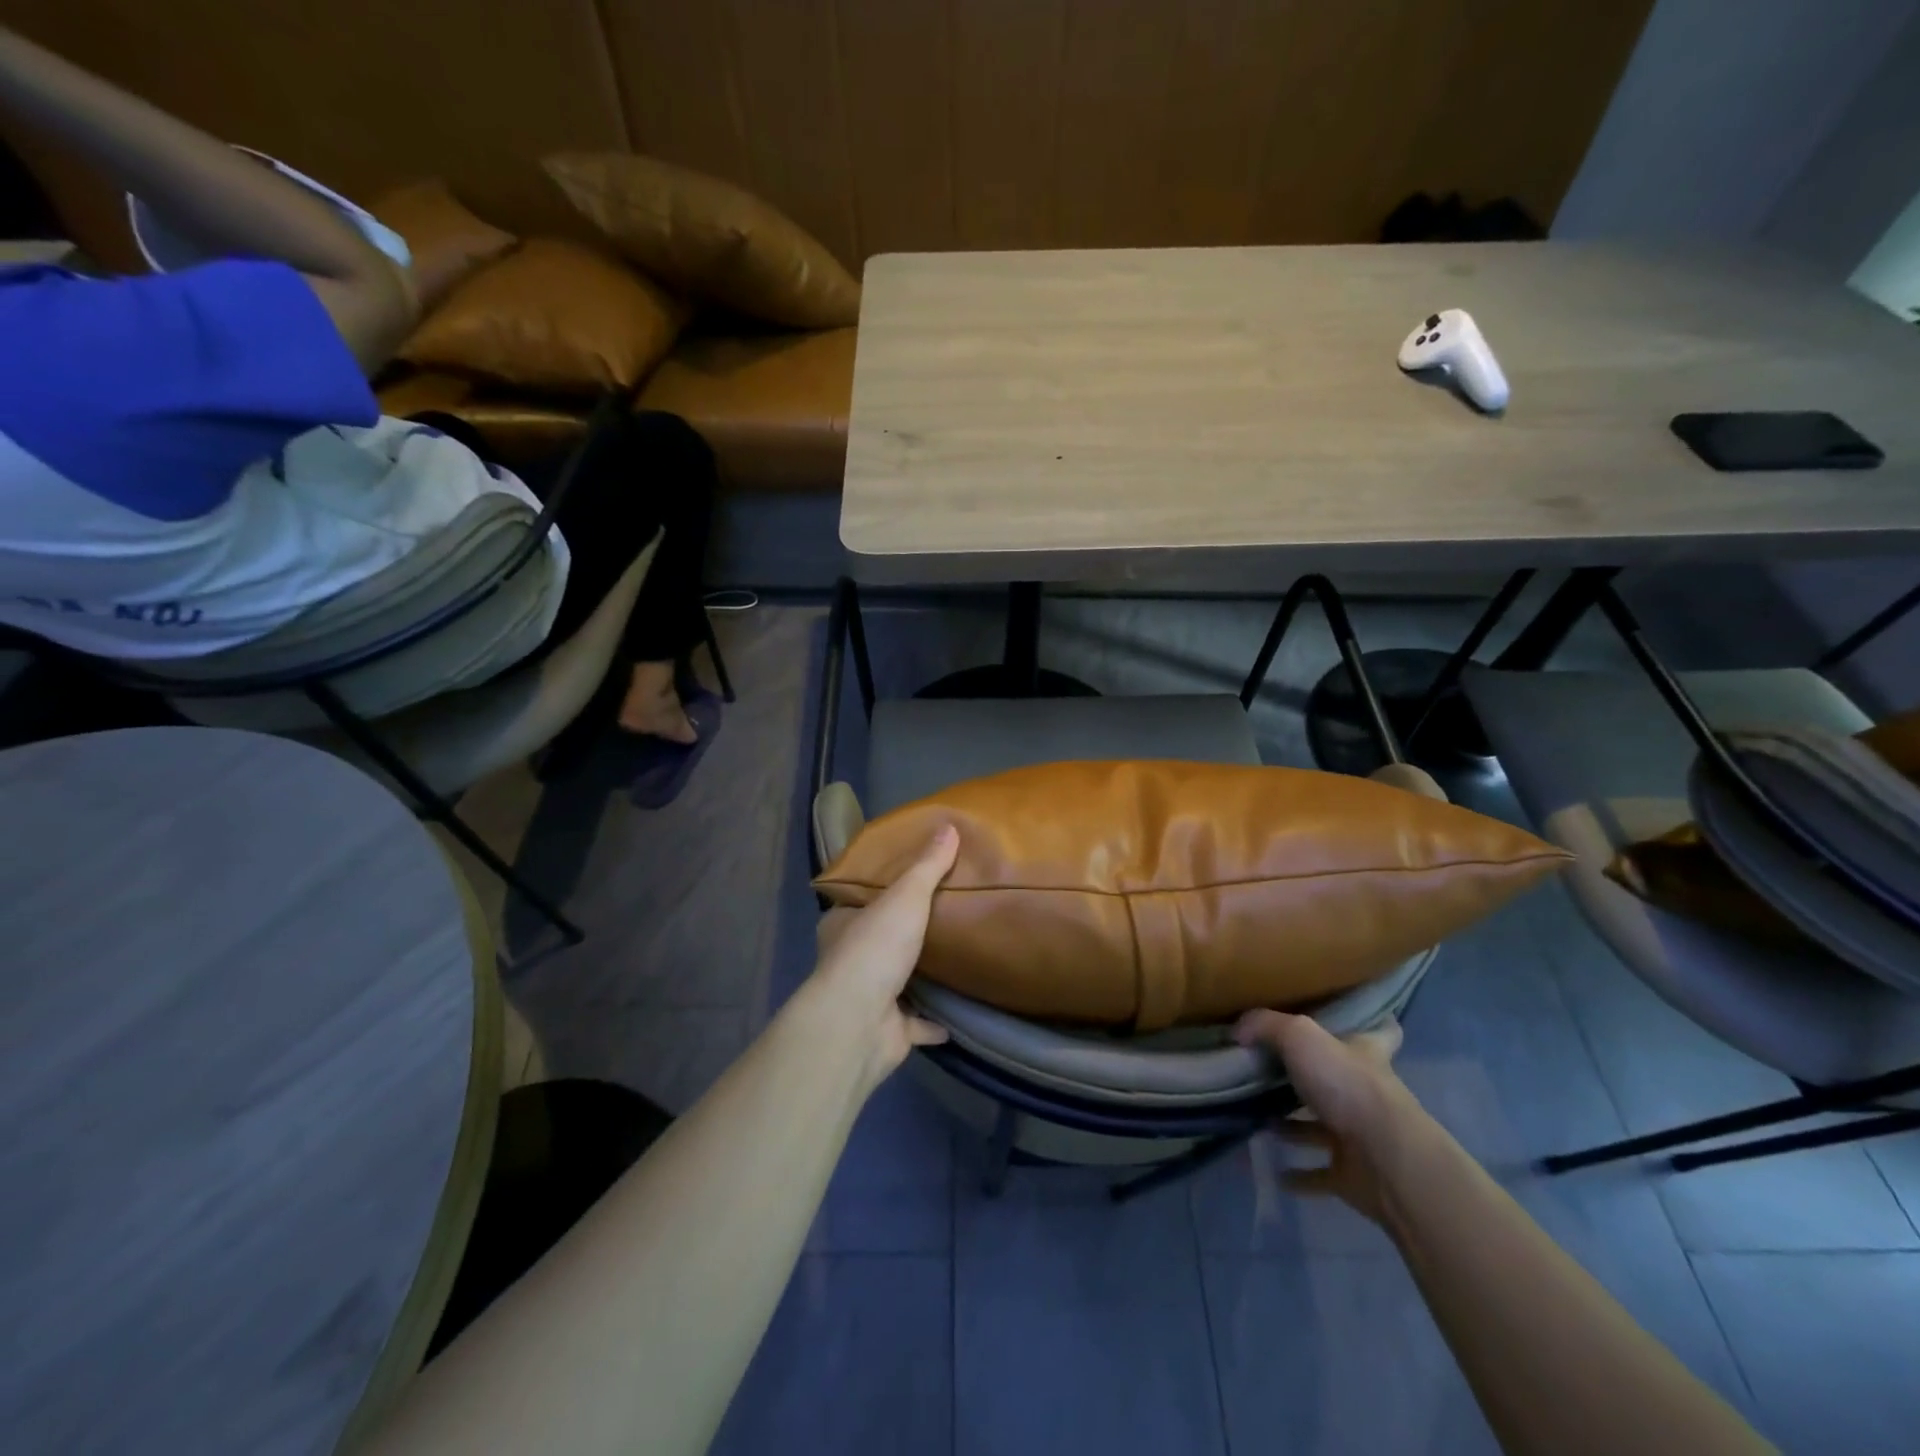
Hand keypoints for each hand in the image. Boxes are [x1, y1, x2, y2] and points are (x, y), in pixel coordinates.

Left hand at [804, 825, 958, 1086]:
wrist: (859, 1023)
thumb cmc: (875, 949)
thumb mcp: (905, 896)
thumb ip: (927, 865)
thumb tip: (949, 826)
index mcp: (842, 925)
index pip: (857, 901)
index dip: (878, 891)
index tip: (907, 882)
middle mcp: (849, 960)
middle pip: (878, 940)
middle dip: (902, 932)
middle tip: (940, 915)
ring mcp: (867, 998)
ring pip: (896, 981)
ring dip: (918, 975)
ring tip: (954, 958)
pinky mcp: (888, 1030)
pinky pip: (915, 1023)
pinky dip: (933, 1021)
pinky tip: (957, 1012)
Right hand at [1234, 1010, 1418, 1224]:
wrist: (1387, 1161)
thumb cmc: (1348, 1085)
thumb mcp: (1300, 1035)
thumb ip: (1265, 1025)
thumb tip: (1238, 1031)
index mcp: (1365, 1054)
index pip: (1380, 1032)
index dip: (1371, 1024)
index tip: (1354, 1020)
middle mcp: (1367, 1092)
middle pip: (1338, 1080)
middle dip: (1307, 1079)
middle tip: (1267, 1072)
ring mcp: (1362, 1136)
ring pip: (1322, 1128)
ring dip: (1293, 1128)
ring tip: (1256, 1121)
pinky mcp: (1353, 1176)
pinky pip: (1318, 1173)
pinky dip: (1297, 1175)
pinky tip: (1269, 1170)